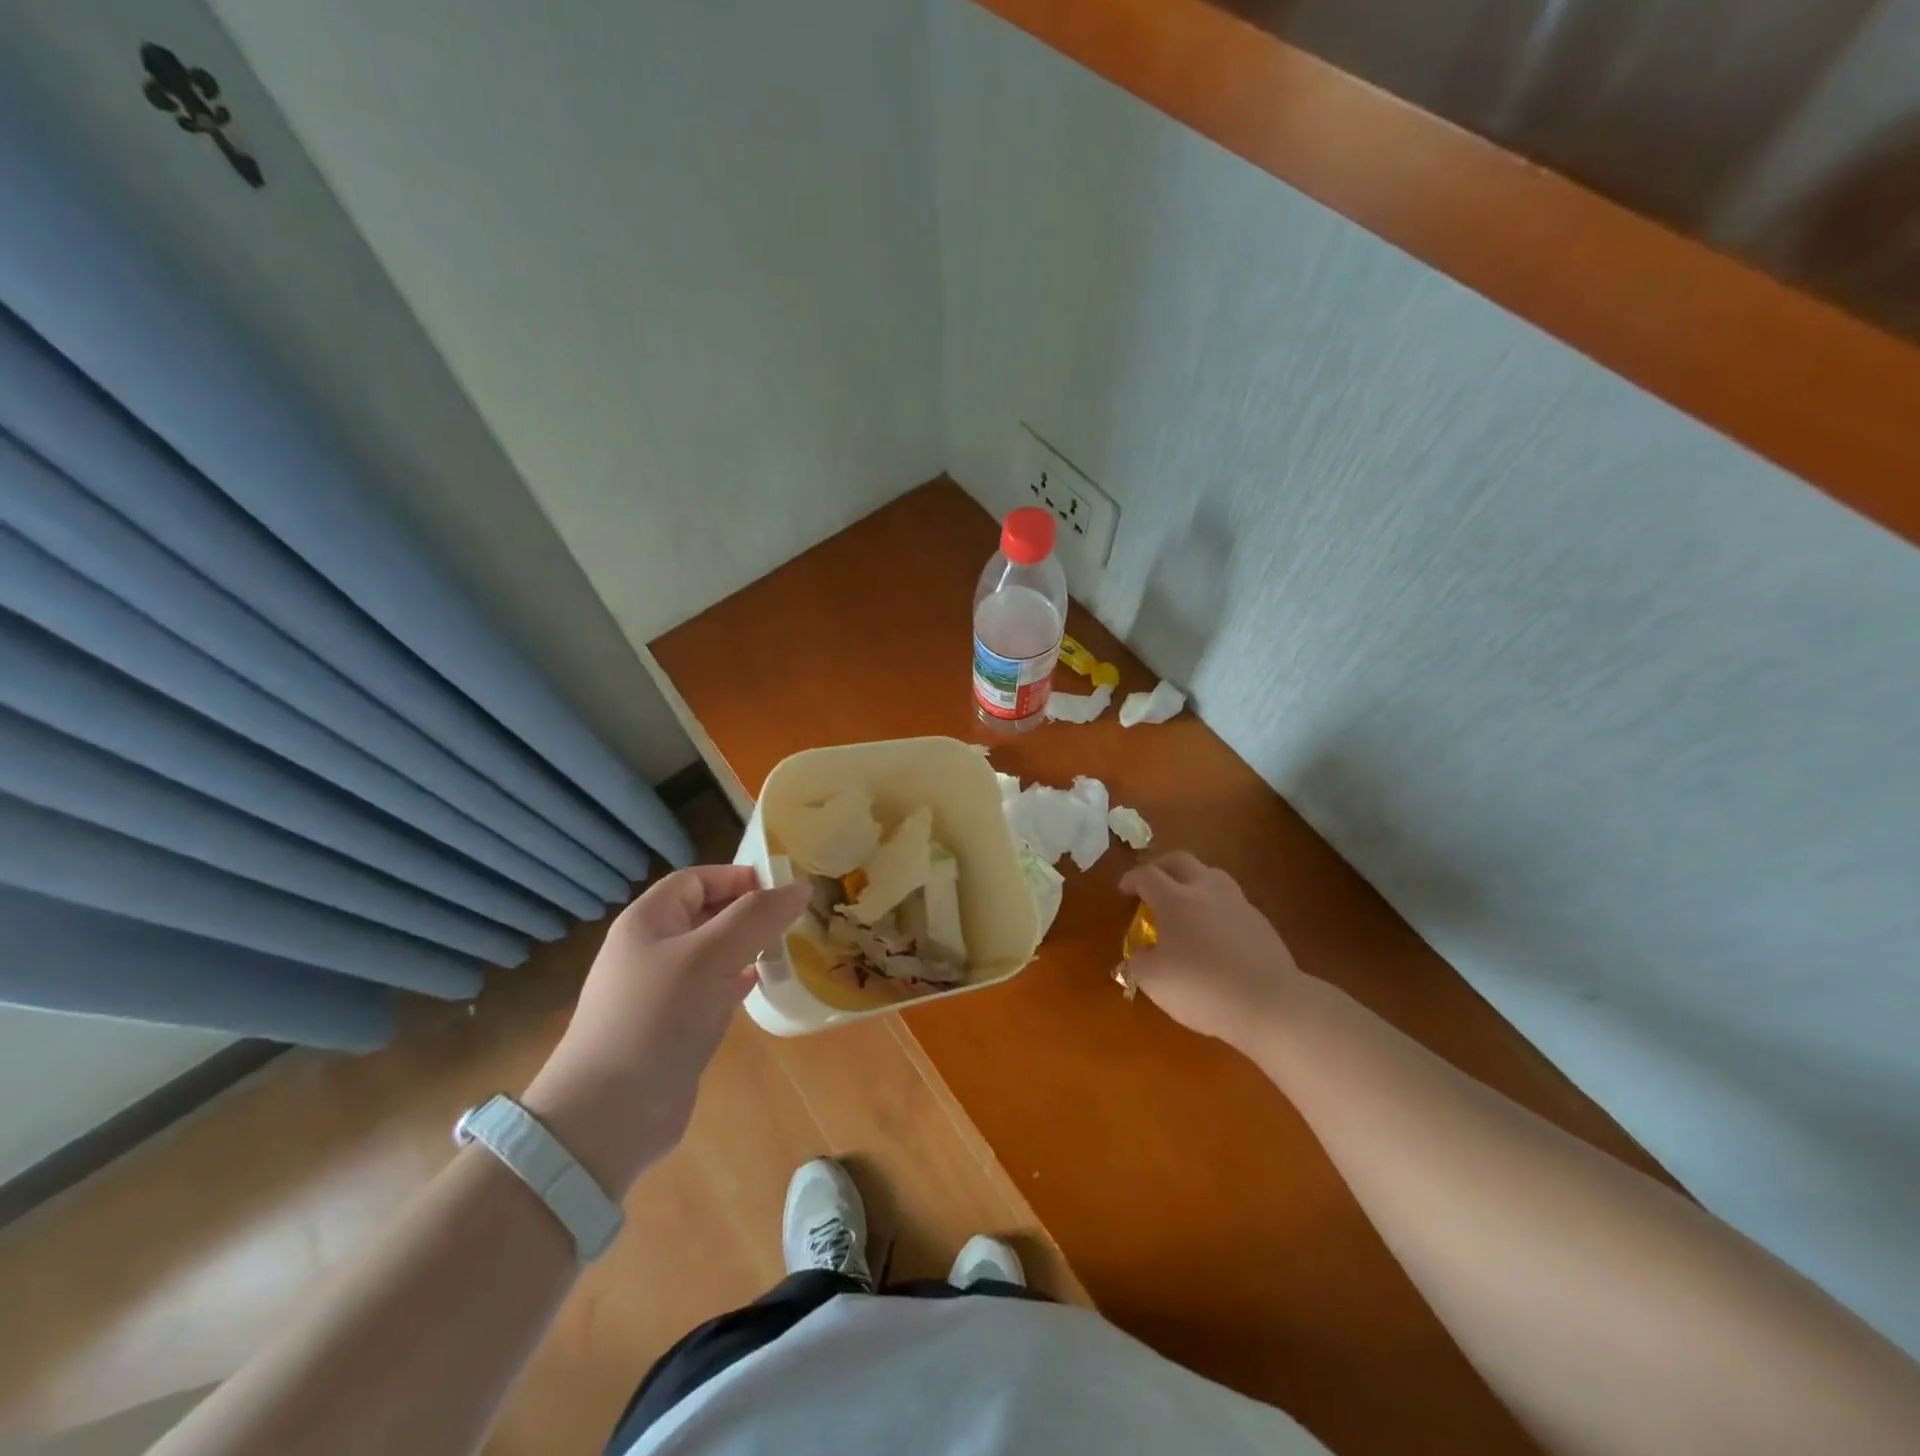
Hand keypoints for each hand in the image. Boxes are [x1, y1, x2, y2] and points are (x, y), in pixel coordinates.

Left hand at [522, 866, 807, 1194]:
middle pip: (704, 914)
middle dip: (747, 911)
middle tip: (793, 917)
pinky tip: (758, 984)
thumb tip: (801, 886)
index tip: (781, 887)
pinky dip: (736, 981)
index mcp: (647, 921)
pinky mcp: (671, 1027)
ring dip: (745, 946)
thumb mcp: (712, 955)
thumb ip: (757, 916)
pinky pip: (709, 989)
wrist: (609, 1115)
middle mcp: (650, 950)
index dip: (736, 876)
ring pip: (710, 953)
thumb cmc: (658, 1017)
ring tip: (785, 946)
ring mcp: (658, 991)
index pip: (695, 880)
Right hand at [1117, 852, 1304, 1052]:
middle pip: (1180, 860)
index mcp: (1174, 899)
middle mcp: (1205, 890)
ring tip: (1185, 901)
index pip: (1147, 875)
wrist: (1269, 1003)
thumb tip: (1141, 953)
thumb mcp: (1154, 981)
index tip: (1123, 890)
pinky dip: (1215, 905)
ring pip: (1210, 875)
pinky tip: (1213, 930)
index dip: (1131, 879)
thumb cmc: (1202, 988)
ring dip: (1192, 880)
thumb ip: (1139, 961)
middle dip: (1161, 866)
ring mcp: (1237, 903)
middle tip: (1151, 882)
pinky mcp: (1260, 921)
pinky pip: (1230, 900)